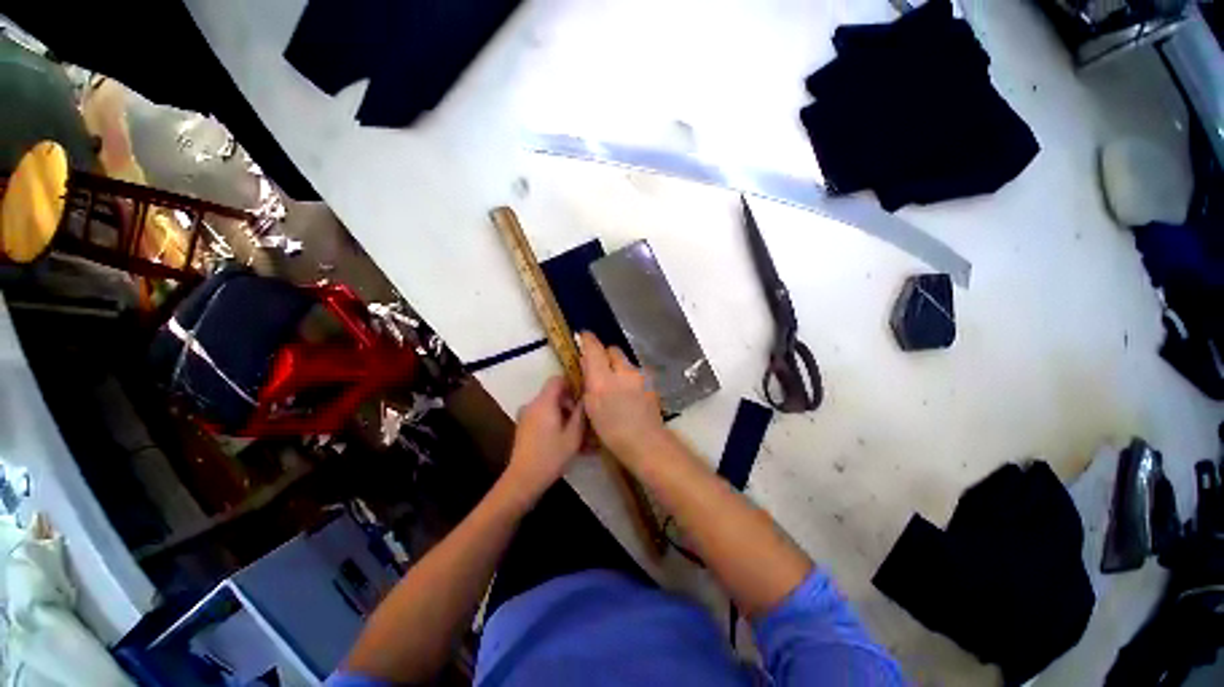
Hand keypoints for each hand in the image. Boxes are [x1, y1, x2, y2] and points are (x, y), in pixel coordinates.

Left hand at [506, 377, 585, 498]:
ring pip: (550, 407)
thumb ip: (581, 413)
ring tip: (579, 434)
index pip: (557, 379)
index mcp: (544, 402)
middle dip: (570, 404)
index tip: (584, 396)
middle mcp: (532, 405)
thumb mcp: (573, 435)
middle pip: (554, 394)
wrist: (523, 479)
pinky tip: (566, 441)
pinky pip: (543, 417)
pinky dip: (555, 423)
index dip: (572, 384)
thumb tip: (586, 397)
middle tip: (584, 420)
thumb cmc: (551, 456)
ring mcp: (526, 416)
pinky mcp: (524, 428)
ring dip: (564, 416)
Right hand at [578, 331, 666, 462]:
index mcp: (603, 380)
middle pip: (613, 350)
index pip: (595, 349)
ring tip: (615, 384)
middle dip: (604, 355)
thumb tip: (587, 361)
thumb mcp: (592, 407)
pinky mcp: (651, 381)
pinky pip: (635, 371)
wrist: (645, 442)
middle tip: (599, 369)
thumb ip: (588, 381)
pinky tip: (628, 392)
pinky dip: (628, 375)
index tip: (583, 336)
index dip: (588, 340)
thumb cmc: (612, 431)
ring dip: (618, 366)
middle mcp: (623, 371)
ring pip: (625, 361)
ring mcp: (640, 375)